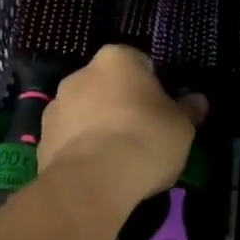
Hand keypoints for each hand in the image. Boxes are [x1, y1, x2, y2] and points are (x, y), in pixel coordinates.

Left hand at [40, 45, 206, 210]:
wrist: (92, 181)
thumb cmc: (145, 139)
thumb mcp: (182, 127)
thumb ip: (189, 110)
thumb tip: (198, 100)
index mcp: (117, 59)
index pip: (140, 64)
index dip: (153, 89)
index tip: (162, 113)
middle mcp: (81, 73)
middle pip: (108, 86)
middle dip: (121, 105)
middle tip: (142, 135)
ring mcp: (56, 105)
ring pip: (85, 112)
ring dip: (98, 126)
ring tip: (117, 160)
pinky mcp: (41, 138)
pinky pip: (69, 139)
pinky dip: (81, 150)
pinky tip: (97, 173)